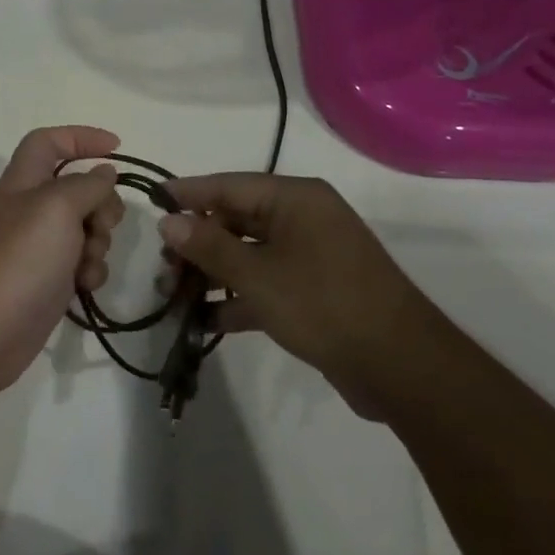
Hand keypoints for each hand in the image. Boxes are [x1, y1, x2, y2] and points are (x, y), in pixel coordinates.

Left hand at [0, 127, 125, 396]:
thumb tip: (104, 172)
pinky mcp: (47, 283)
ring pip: (85, 229)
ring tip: (87, 262)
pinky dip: (90, 272)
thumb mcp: (57, 207)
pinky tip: (85, 287)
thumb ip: (86, 185)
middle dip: (101, 203)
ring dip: (98, 242)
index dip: (81, 137)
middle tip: (103, 223)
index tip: (118, 147)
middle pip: (77, 188)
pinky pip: (81, 265)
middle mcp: (30, 210)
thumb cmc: (18, 258)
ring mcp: (38, 248)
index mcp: (24, 181)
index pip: (49, 142)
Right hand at [160, 173, 427, 420]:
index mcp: (296, 199)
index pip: (229, 185)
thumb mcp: (258, 275)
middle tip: (162, 266)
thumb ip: (209, 246)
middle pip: (236, 220)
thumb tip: (168, 220)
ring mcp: (311, 256)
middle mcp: (303, 219)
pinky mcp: (315, 291)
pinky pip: (266, 283)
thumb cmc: (325, 305)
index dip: (189, 193)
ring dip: (212, 274)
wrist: (402, 368)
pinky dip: (238, 298)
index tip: (152, 200)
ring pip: (248, 254)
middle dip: (197, 243)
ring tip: (174, 294)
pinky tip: (205, 321)